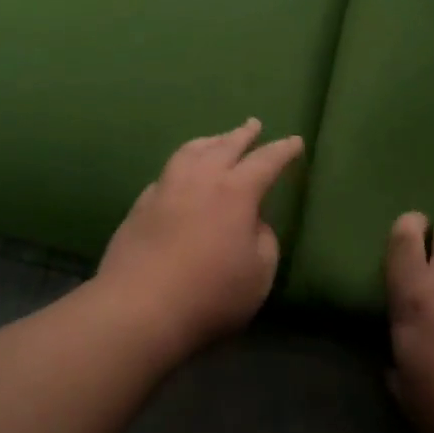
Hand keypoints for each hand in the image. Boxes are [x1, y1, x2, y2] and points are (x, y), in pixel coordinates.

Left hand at [94, 119, 304, 356]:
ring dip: (209, 142)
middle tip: (253, 125)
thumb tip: (254, 221)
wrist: (138, 307)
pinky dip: (181, 165)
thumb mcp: (259, 274)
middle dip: (243, 134)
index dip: (283, 150)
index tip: (295, 141)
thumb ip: (264, 240)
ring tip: (216, 140)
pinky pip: (167, 173)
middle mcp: (200, 179)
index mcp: (236, 192)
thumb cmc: (210, 294)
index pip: (266, 161)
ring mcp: (166, 189)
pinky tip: (180, 175)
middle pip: (225, 146)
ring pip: (190, 152)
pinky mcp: (141, 205)